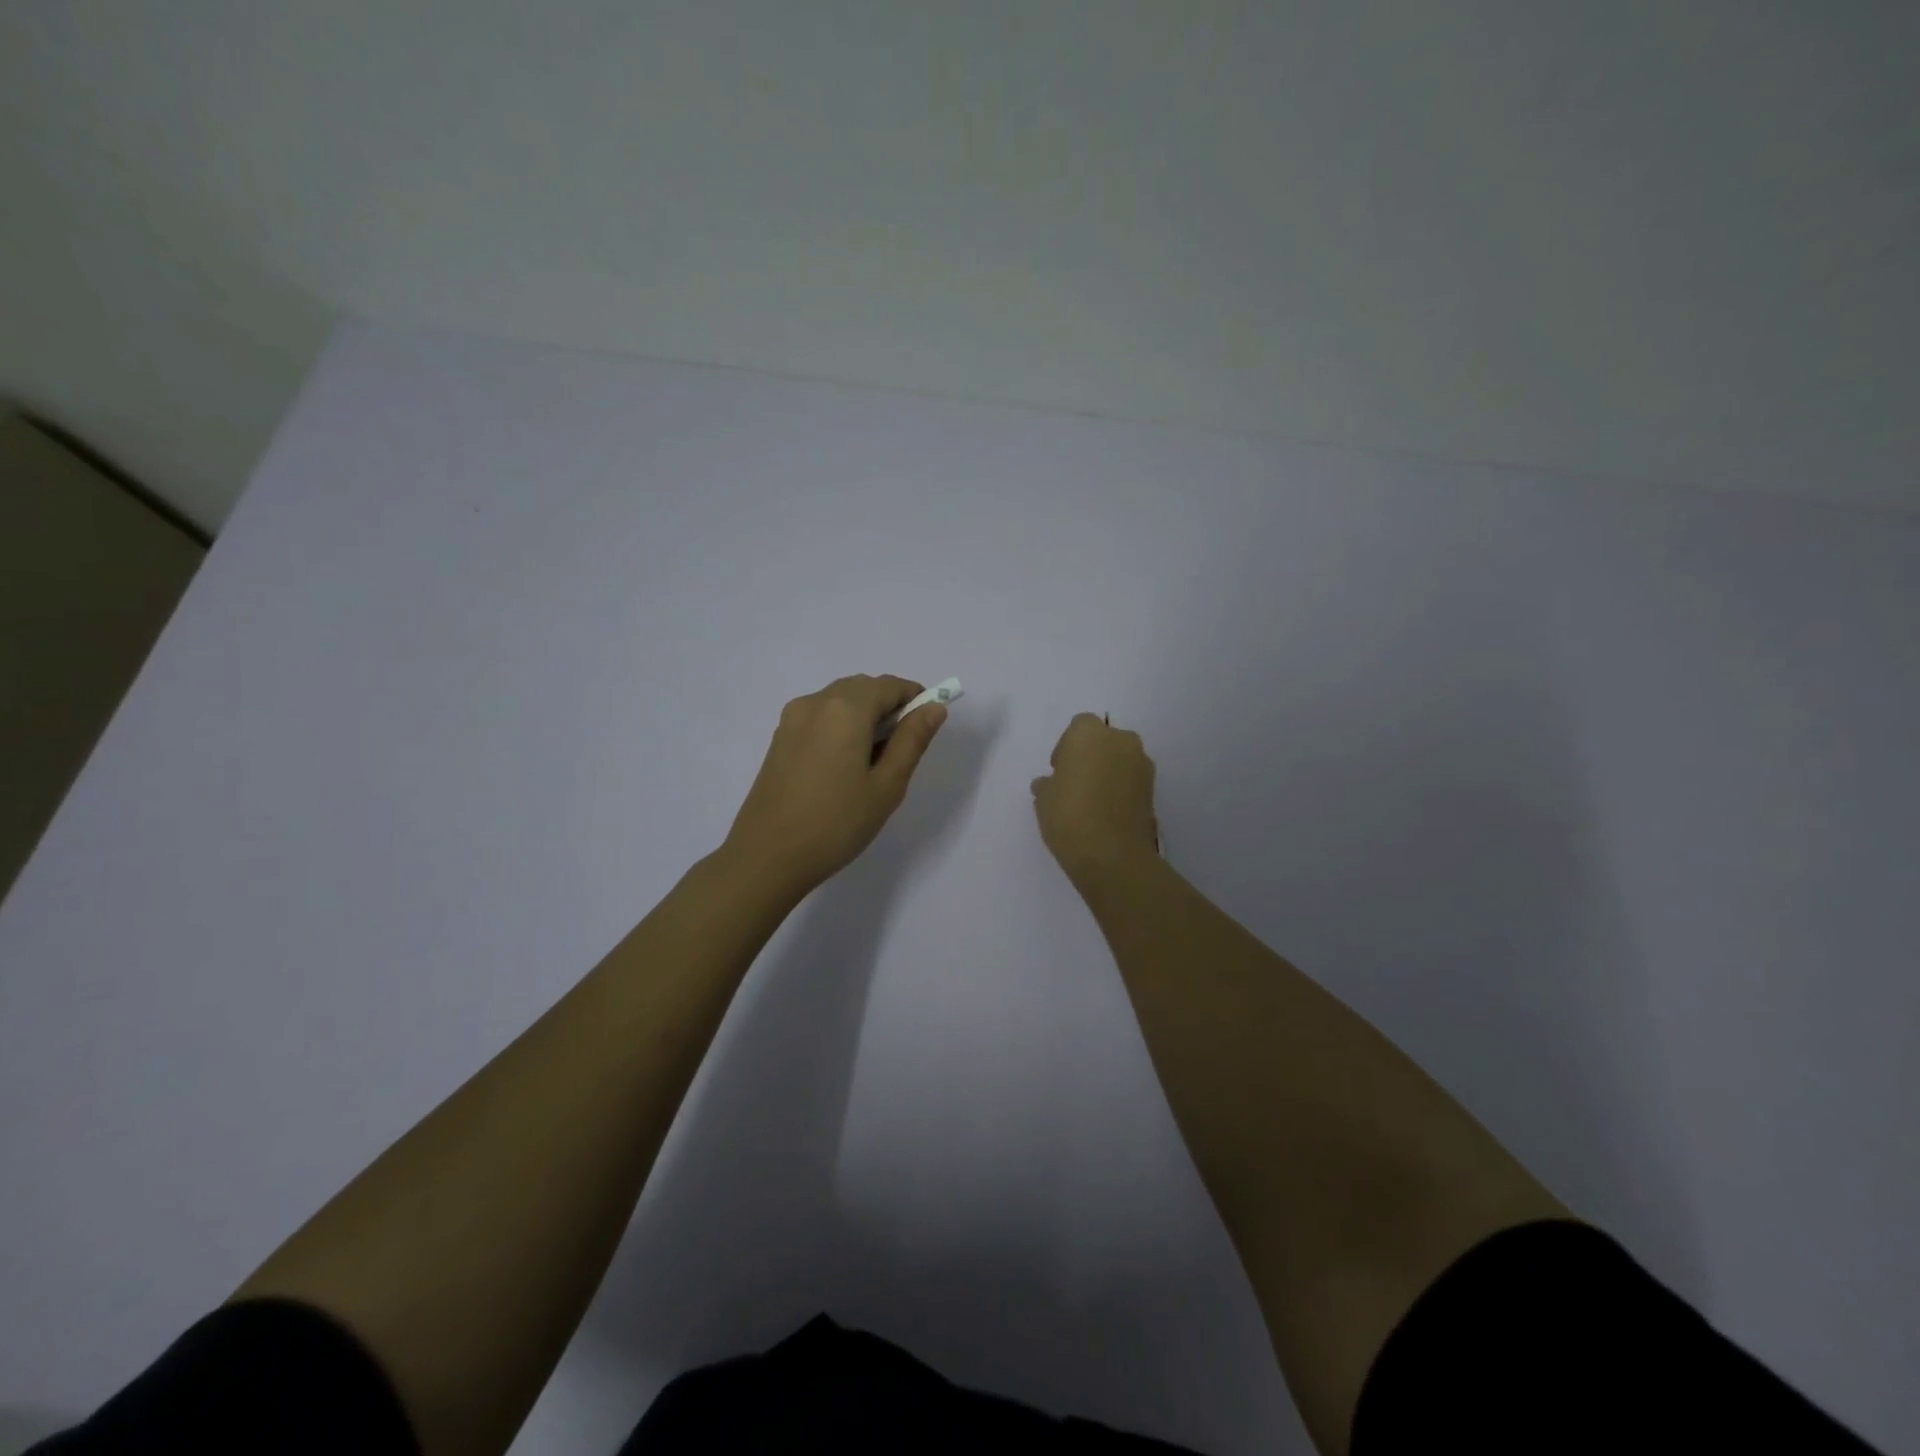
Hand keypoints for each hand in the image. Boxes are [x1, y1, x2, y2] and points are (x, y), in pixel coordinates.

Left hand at [722, 674, 947, 897]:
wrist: (767, 857)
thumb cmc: (836, 823)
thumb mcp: (887, 785)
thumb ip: (912, 740)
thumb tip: (934, 708)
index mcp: (845, 709)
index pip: (890, 685)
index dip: (915, 698)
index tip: (927, 727)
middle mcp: (815, 702)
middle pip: (863, 688)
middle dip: (889, 707)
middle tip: (901, 750)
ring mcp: (792, 718)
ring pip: (840, 700)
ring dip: (864, 716)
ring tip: (873, 762)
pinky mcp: (779, 738)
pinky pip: (820, 716)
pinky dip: (841, 726)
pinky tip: (844, 766)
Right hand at [1031, 712, 1160, 881]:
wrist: (1112, 855)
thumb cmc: (1069, 815)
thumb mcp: (1044, 799)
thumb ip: (1047, 784)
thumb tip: (1049, 784)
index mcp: (1090, 733)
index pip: (1078, 727)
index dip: (1067, 747)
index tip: (1059, 770)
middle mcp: (1121, 741)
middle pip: (1104, 740)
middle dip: (1091, 756)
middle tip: (1075, 782)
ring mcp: (1142, 765)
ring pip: (1121, 760)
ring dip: (1108, 772)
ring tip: (1091, 801)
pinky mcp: (1154, 790)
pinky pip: (1132, 781)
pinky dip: (1121, 790)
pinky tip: (1106, 813)